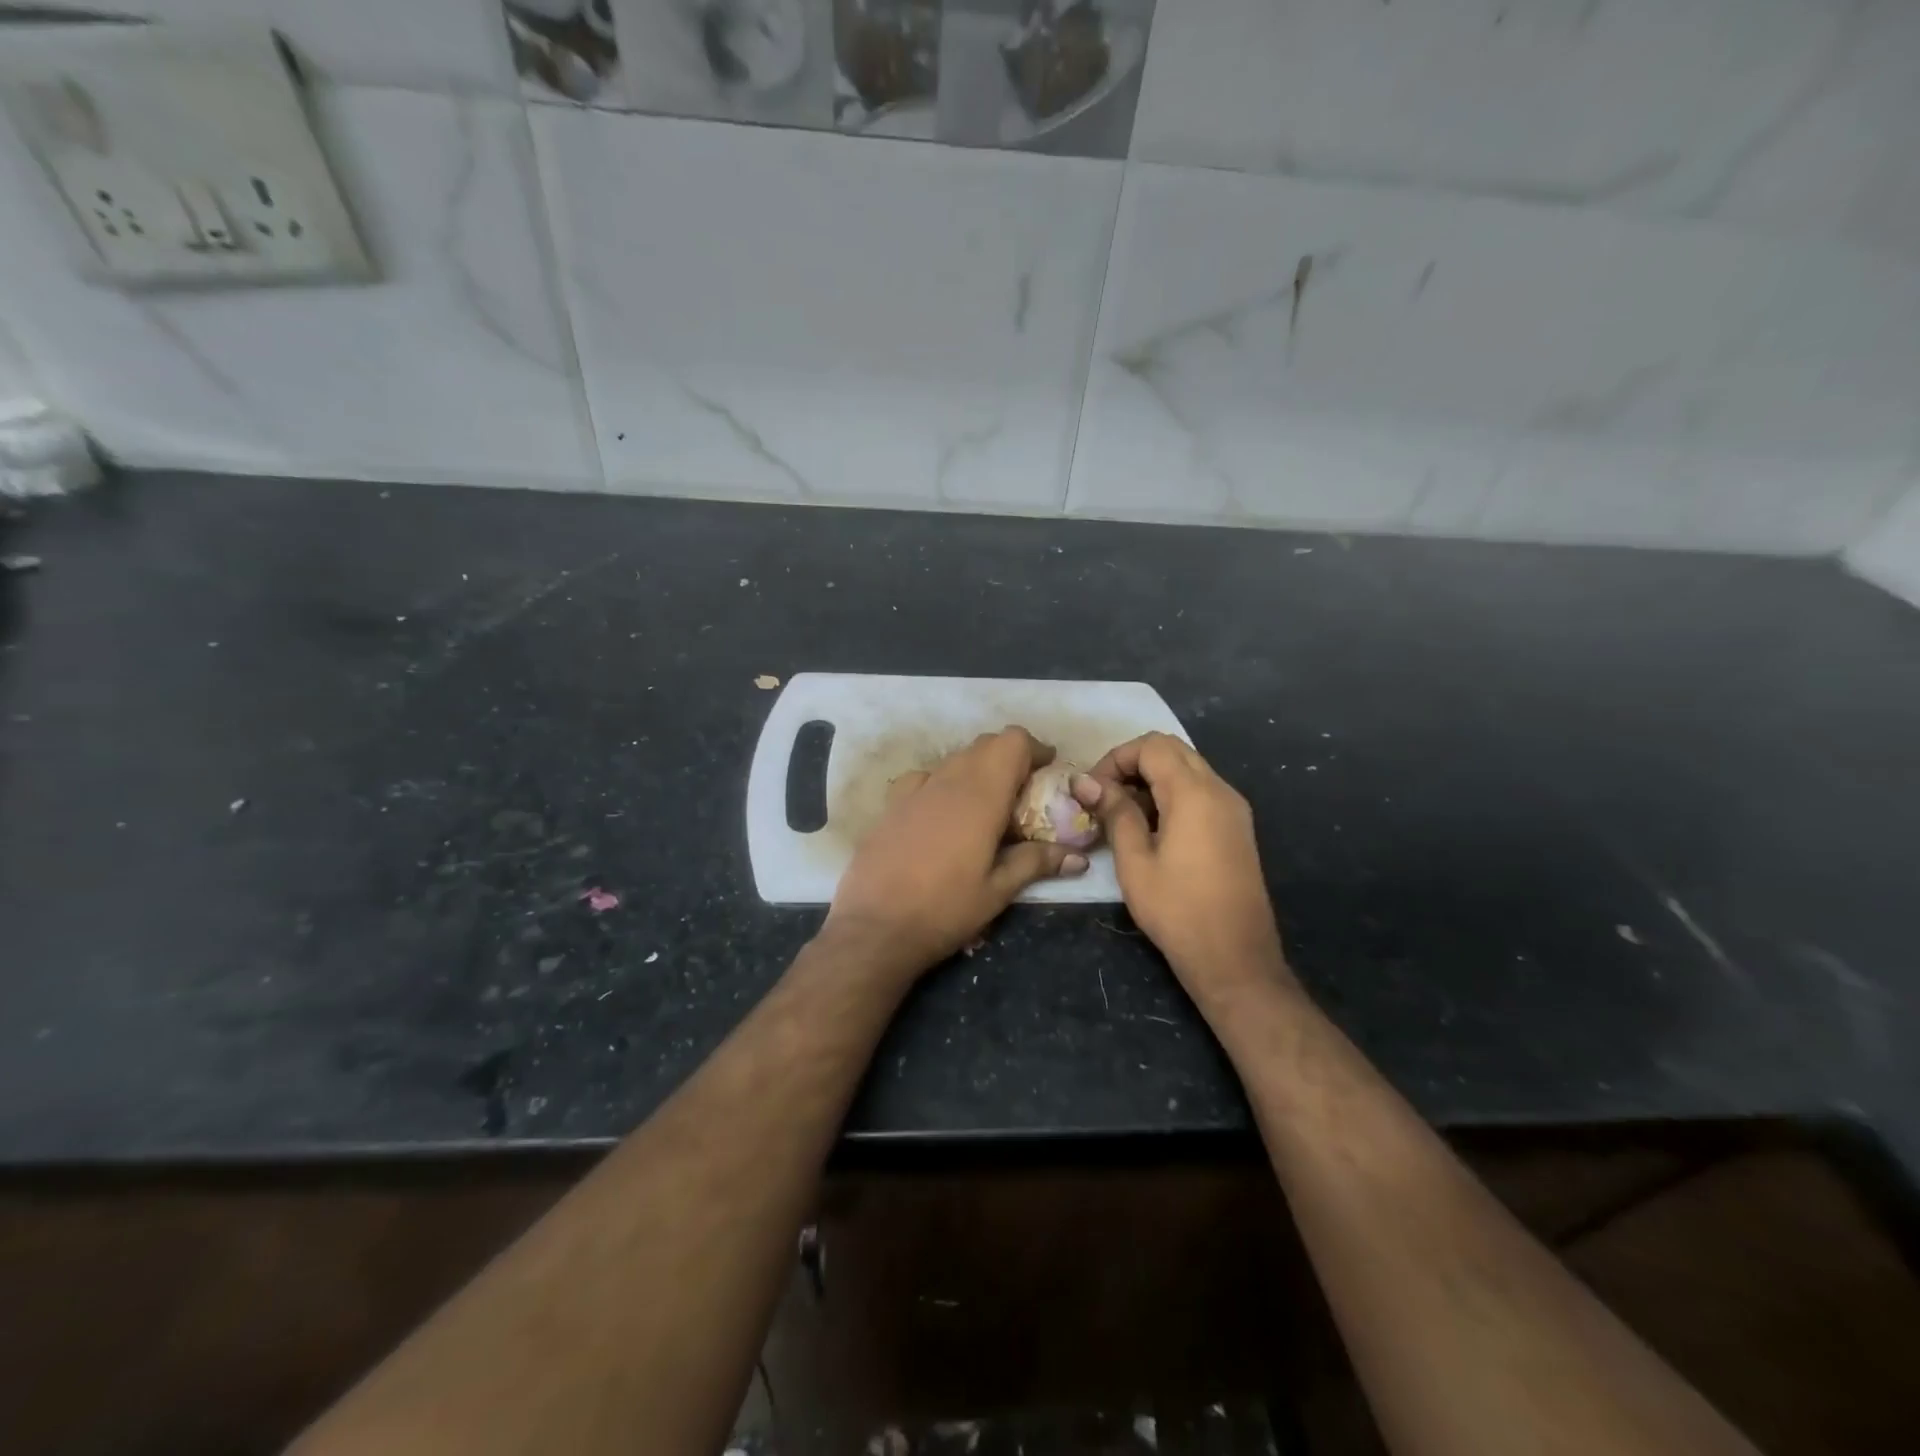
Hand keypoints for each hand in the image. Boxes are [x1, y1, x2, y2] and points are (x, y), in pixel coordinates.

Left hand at [823, 726, 1087, 980]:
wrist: (874, 928)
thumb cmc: (945, 909)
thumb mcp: (998, 891)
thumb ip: (1036, 862)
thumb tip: (1078, 857)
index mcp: (981, 795)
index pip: (1011, 741)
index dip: (1033, 748)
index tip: (1047, 770)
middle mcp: (947, 780)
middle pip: (985, 745)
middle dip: (1009, 759)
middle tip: (1024, 793)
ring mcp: (914, 789)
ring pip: (955, 759)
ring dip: (978, 770)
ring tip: (987, 808)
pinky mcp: (891, 804)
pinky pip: (925, 778)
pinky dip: (944, 784)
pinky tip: (943, 815)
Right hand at [1074, 733, 1291, 1001]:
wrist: (1235, 959)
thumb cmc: (1178, 911)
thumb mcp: (1135, 862)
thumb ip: (1114, 812)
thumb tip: (1086, 782)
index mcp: (1195, 794)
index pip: (1152, 746)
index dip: (1116, 759)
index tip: (1093, 791)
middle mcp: (1220, 790)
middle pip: (1172, 750)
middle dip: (1133, 764)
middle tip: (1105, 797)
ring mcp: (1234, 808)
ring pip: (1188, 768)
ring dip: (1152, 779)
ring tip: (1123, 814)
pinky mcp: (1237, 827)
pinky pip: (1201, 791)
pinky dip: (1172, 794)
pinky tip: (1152, 828)